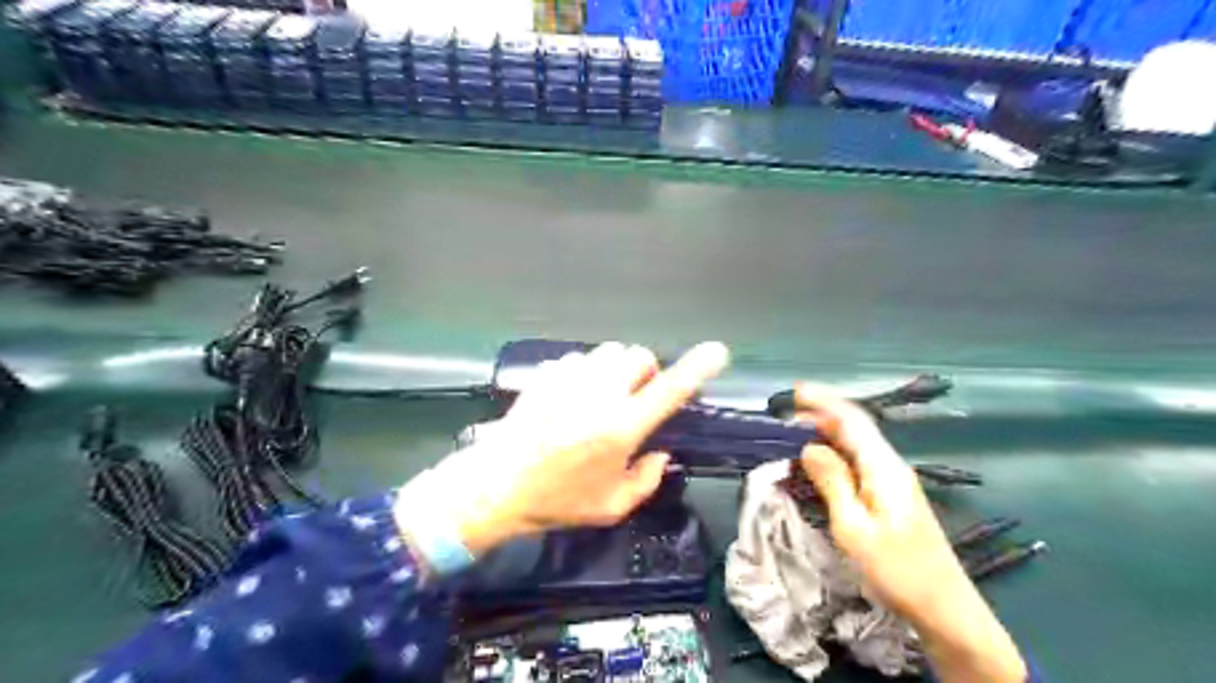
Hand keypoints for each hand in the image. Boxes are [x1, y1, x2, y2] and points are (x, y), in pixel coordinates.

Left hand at [403, 344, 725, 557]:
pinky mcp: (547, 374)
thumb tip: (660, 454)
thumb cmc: (556, 501)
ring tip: (601, 395)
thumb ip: (646, 480)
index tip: (716, 352)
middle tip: (634, 397)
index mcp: (621, 428)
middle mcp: (600, 395)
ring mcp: (570, 379)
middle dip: (645, 372)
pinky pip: (578, 358)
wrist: (496, 485)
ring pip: (609, 352)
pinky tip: (570, 397)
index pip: (669, 390)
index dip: (697, 369)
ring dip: (615, 369)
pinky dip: (584, 372)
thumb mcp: (610, 507)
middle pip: (639, 356)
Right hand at [800, 385, 1024, 682]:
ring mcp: (894, 481)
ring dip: (827, 434)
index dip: (824, 401)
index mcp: (884, 468)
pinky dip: (836, 454)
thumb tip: (810, 447)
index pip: (853, 420)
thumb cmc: (896, 570)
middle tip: (787, 418)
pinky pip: (860, 462)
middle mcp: (891, 466)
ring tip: (796, 435)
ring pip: (857, 445)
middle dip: (822, 415)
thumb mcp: (854, 527)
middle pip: (856, 429)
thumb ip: (832, 482)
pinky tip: (822, 463)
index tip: (795, 391)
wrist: (945, 609)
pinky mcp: (892, 497)